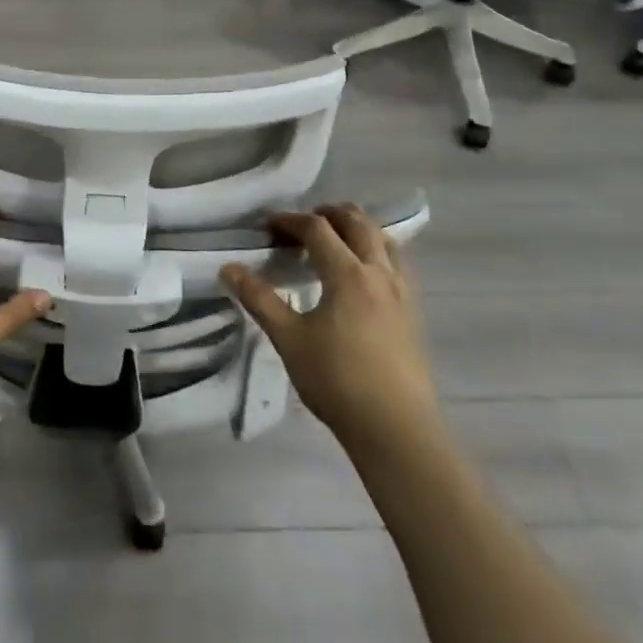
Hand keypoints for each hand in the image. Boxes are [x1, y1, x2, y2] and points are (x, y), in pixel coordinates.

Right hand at [222, 203, 437, 450]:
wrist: (395, 429)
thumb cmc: (337, 381)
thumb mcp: (289, 339)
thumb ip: (259, 299)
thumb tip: (229, 268)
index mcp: (348, 274)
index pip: (318, 230)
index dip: (291, 220)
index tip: (268, 225)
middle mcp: (379, 273)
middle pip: (358, 223)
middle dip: (329, 214)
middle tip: (303, 222)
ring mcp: (402, 292)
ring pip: (384, 240)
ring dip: (357, 229)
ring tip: (335, 240)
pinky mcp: (413, 313)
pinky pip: (397, 264)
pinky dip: (376, 251)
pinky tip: (363, 274)